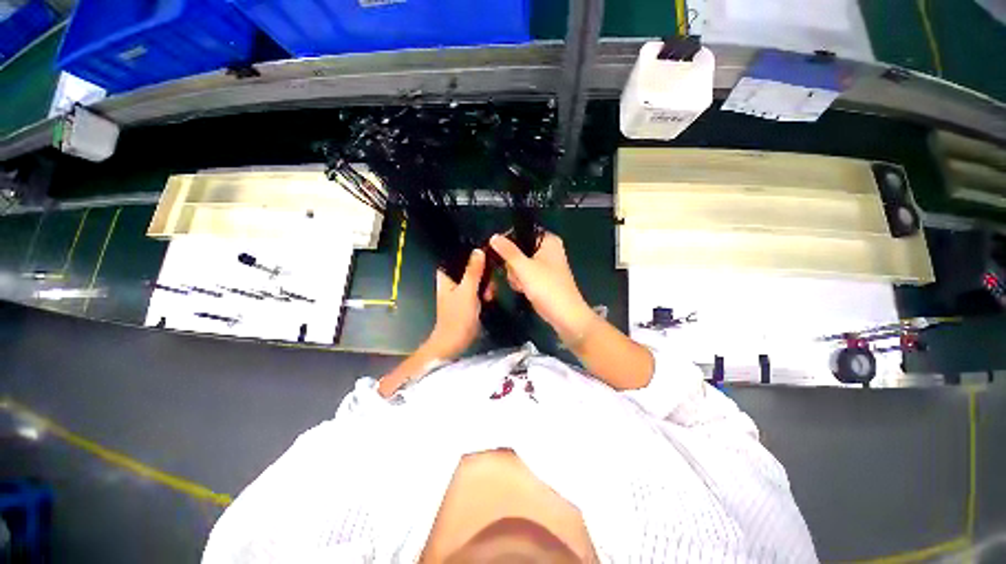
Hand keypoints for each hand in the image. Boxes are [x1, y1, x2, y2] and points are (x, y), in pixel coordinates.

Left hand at [425, 249, 485, 359]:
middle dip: (483, 271)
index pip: (458, 256)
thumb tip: (478, 250)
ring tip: (489, 293)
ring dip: (486, 282)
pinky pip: (480, 288)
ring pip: (477, 277)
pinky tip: (489, 297)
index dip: (471, 253)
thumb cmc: (457, 316)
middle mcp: (453, 280)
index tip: (486, 253)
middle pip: (470, 266)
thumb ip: (473, 271)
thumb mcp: (467, 291)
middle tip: (490, 280)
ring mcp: (462, 290)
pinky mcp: (469, 299)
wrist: (456, 341)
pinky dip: (486, 290)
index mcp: (447, 275)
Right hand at [489, 232, 594, 340]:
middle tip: (517, 274)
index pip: (522, 232)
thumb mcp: (524, 267)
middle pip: (519, 249)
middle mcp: (547, 249)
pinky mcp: (541, 278)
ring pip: (519, 263)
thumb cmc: (547, 287)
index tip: (499, 253)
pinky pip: (524, 274)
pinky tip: (524, 290)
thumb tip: (493, 236)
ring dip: (516, 275)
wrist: (564, 315)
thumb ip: (507, 251)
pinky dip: (521, 282)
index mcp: (548, 240)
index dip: (509, 241)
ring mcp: (545, 265)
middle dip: (513, 264)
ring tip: (523, 285)